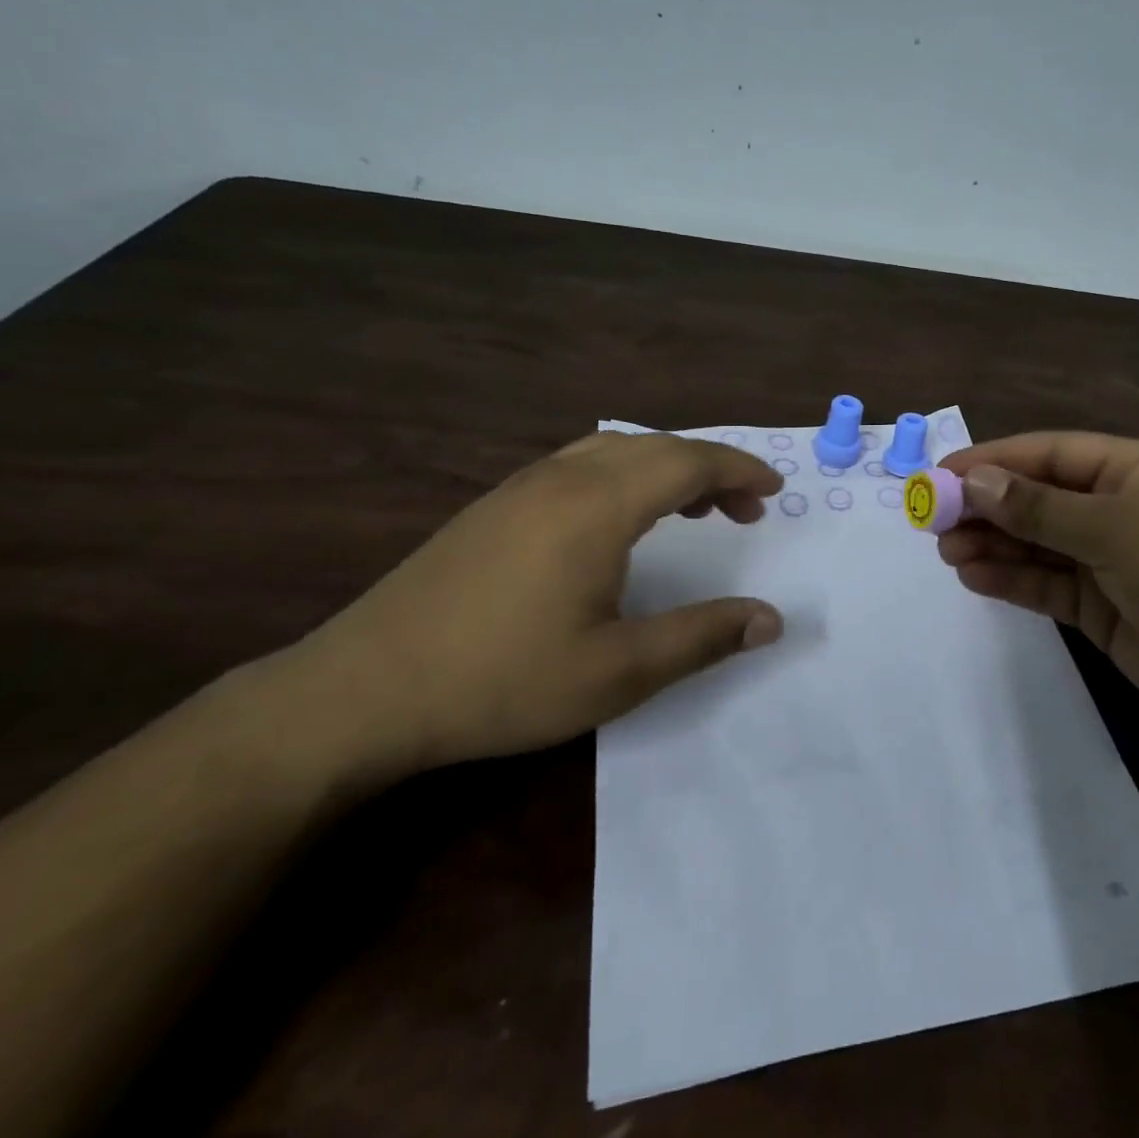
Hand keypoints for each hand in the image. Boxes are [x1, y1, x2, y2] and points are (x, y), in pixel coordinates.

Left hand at [296, 431, 785, 779]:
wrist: (364, 690)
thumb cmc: (502, 681)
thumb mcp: (618, 672)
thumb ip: (702, 637)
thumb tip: (771, 620)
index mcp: (597, 506)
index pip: (687, 462)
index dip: (738, 469)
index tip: (773, 490)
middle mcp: (562, 478)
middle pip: (655, 446)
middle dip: (710, 467)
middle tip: (745, 509)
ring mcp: (521, 487)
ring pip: (613, 448)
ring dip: (664, 466)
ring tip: (693, 507)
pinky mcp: (494, 505)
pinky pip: (580, 463)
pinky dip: (624, 473)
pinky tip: (620, 517)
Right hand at [936, 432, 1138, 747]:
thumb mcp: (1115, 530)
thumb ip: (1039, 508)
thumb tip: (974, 481)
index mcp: (1133, 469)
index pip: (1048, 453)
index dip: (992, 461)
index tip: (939, 474)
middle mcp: (1118, 507)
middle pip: (1036, 497)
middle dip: (985, 506)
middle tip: (931, 520)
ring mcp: (1109, 558)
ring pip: (1036, 542)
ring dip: (992, 544)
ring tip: (946, 552)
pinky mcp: (1101, 605)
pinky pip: (1046, 583)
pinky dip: (1011, 579)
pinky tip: (973, 577)